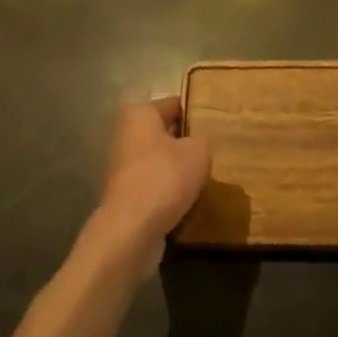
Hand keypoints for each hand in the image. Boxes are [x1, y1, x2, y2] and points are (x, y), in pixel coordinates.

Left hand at [90, 97, 209, 274]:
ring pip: (159, 163)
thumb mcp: (199, 151)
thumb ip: (202, 140)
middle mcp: (126, 136)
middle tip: (212, 153)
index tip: (215, 126)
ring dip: (177, 172)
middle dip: (185, 144)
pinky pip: (154, 188)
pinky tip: (188, 203)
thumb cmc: (165, 177)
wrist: (131, 231)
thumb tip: (197, 145)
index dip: (196, 114)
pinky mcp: (124, 198)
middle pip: (165, 135)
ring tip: (204, 180)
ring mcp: (122, 169)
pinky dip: (168, 195)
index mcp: (140, 114)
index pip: (174, 105)